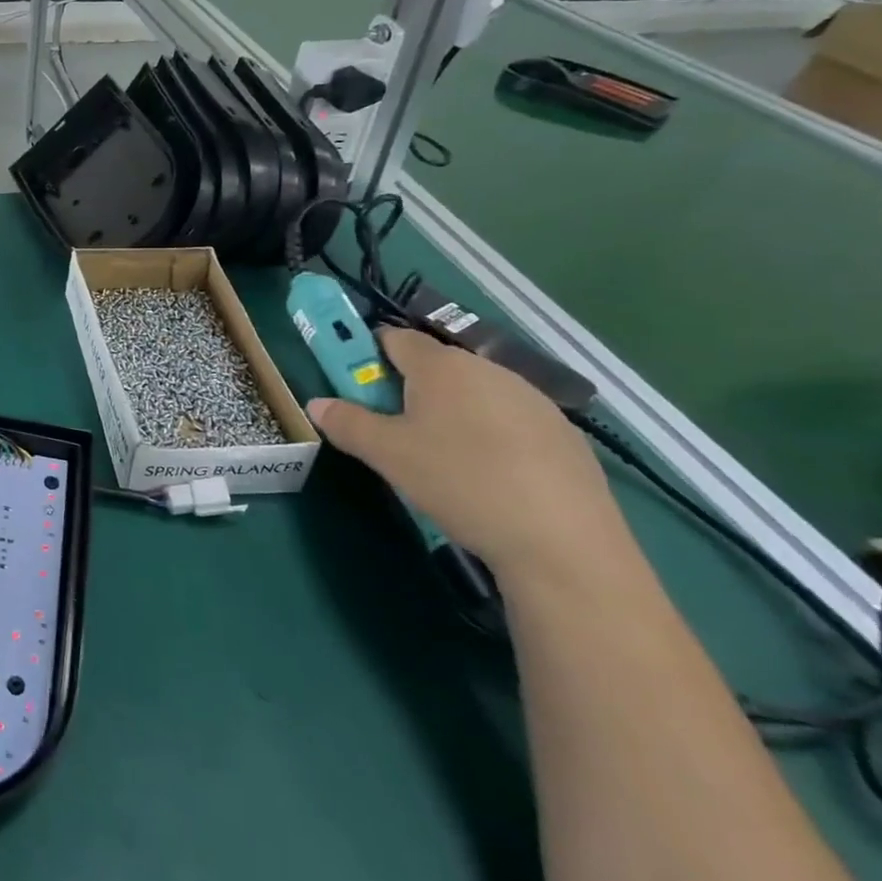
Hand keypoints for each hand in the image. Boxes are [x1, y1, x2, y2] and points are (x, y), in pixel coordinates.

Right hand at [307, 328, 634, 583]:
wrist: (562, 543)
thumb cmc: (459, 481)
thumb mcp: (387, 454)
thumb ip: (346, 423)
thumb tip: (317, 403)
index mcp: (441, 366)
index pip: (394, 337)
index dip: (369, 355)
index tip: (358, 387)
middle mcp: (488, 370)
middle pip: (435, 366)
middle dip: (408, 389)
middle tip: (394, 431)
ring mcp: (533, 401)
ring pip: (475, 393)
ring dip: (451, 412)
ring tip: (442, 459)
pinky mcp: (564, 435)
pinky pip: (510, 421)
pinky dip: (490, 436)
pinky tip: (490, 477)